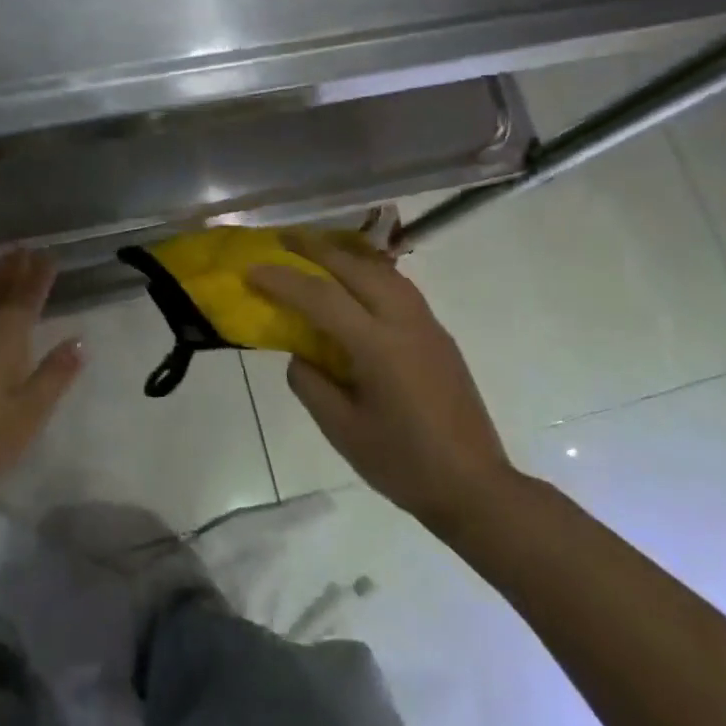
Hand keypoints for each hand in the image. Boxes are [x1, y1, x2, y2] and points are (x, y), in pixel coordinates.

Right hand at [250, 229, 518, 534]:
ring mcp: (427, 325)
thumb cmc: (403, 463)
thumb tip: (301, 354)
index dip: (283, 280)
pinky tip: (355, 282)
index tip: (251, 269)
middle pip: (356, 267)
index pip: (322, 298)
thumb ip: (310, 384)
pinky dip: (369, 272)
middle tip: (282, 238)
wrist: (474, 487)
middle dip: (316, 248)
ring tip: (317, 251)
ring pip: (382, 270)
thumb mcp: (342, 430)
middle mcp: (405, 322)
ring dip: (345, 254)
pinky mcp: (438, 335)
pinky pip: (399, 286)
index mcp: (379, 347)